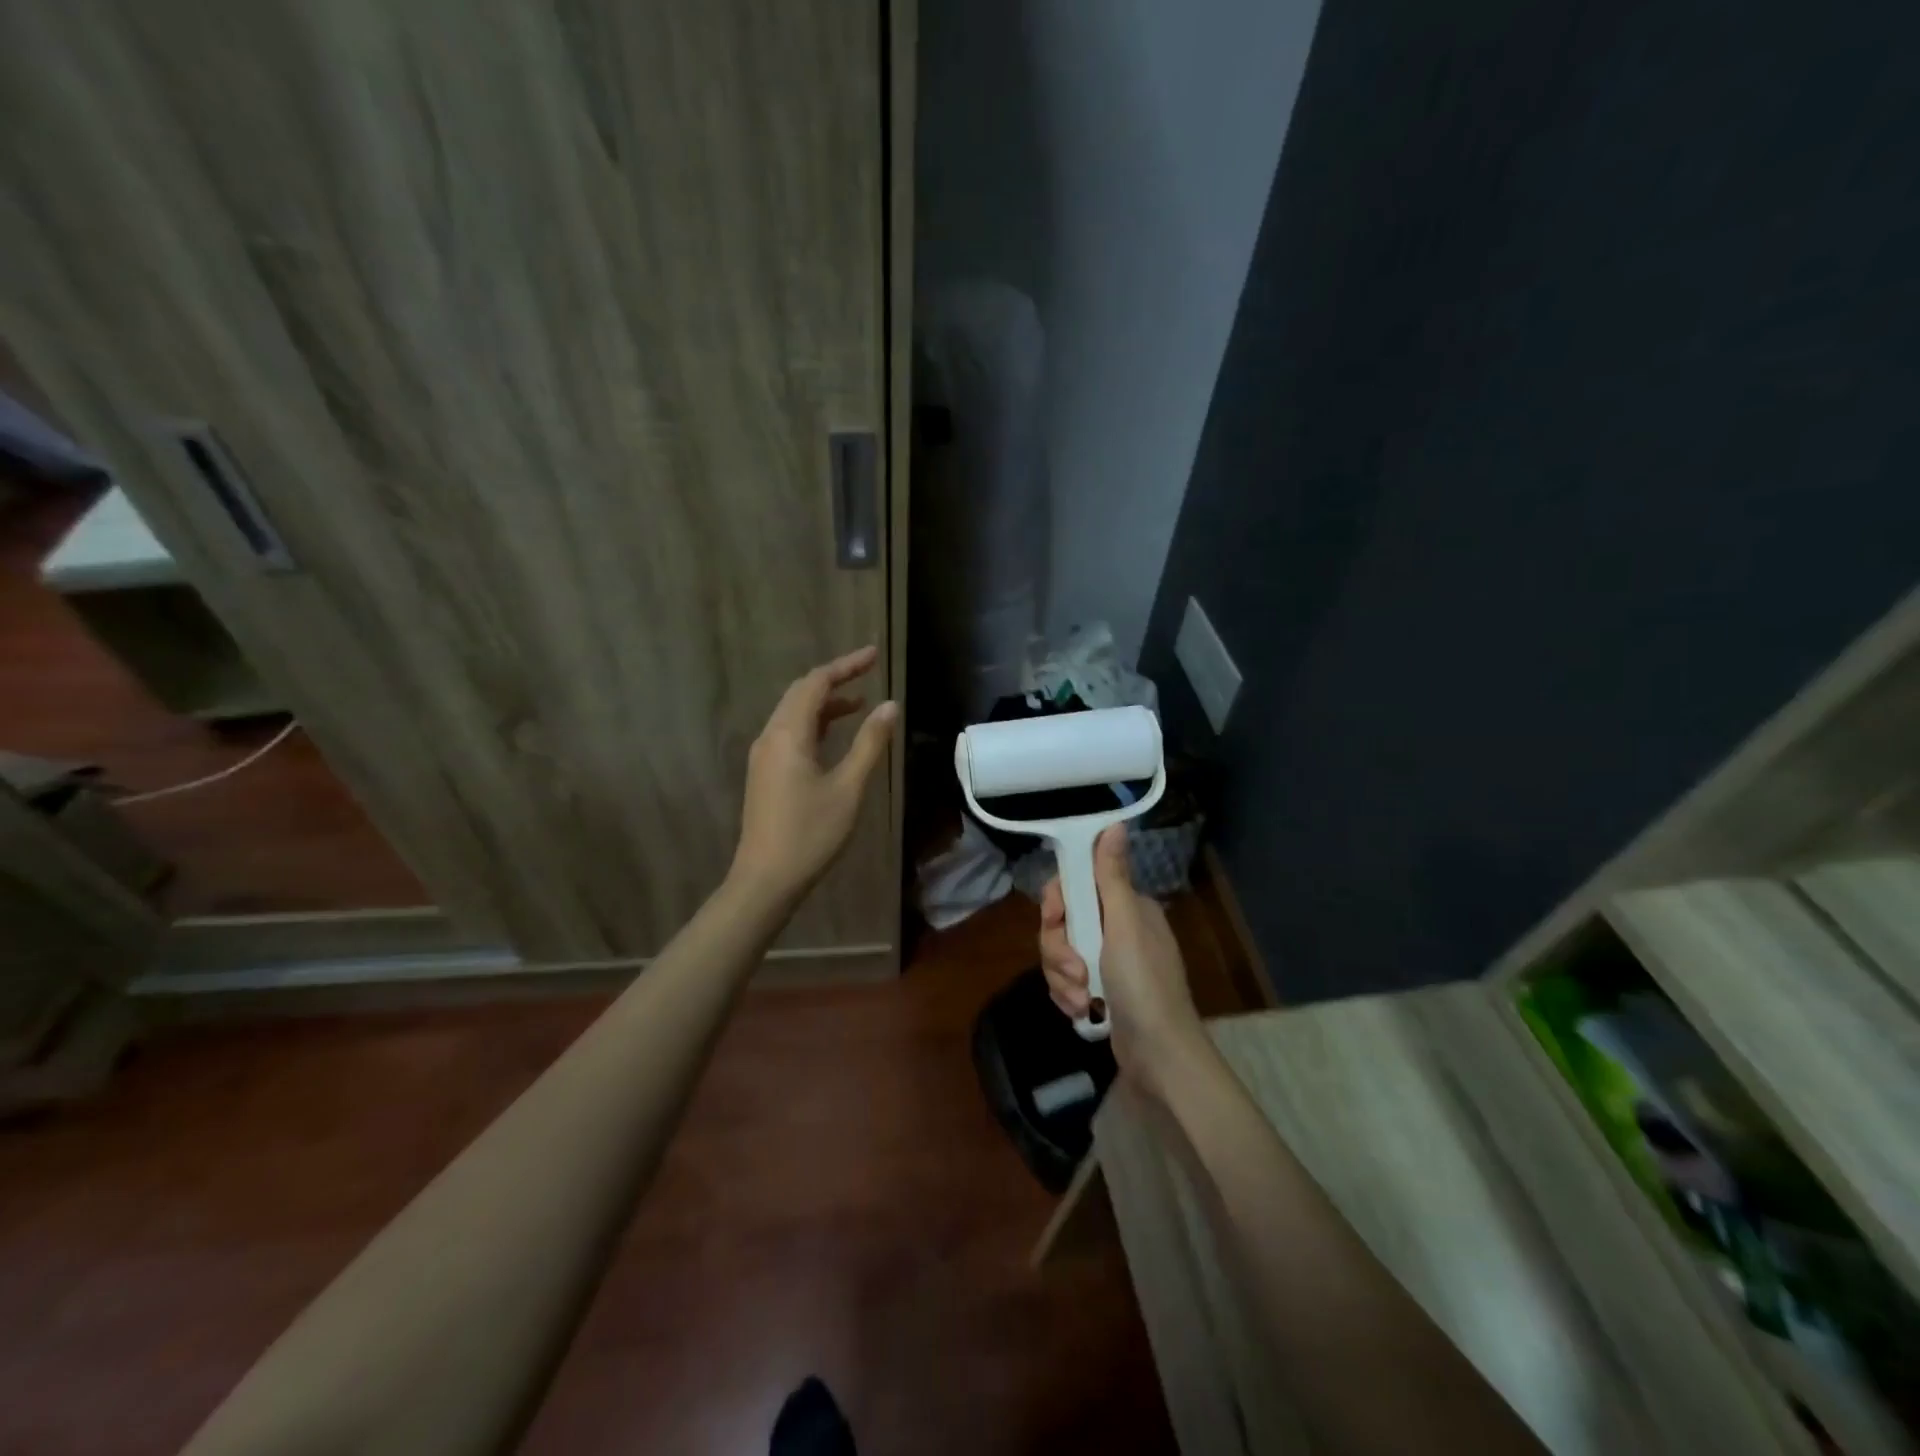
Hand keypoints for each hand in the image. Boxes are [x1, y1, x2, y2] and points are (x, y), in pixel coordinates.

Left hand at [731, 645, 896, 905]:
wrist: (765, 879)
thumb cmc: (811, 833)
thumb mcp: (849, 788)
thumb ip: (869, 743)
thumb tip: (890, 705)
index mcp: (788, 734)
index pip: (816, 683)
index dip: (846, 665)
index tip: (874, 655)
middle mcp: (770, 737)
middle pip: (801, 693)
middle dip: (835, 678)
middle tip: (870, 670)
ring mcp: (764, 756)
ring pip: (794, 714)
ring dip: (825, 703)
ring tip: (861, 702)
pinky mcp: (765, 773)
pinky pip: (790, 733)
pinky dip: (815, 724)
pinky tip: (835, 735)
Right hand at [1039, 825, 1206, 1095]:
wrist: (1159, 1056)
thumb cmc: (1144, 985)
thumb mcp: (1124, 926)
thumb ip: (1112, 876)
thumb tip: (1115, 823)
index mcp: (1125, 907)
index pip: (1076, 885)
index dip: (1059, 902)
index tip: (1056, 919)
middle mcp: (1114, 928)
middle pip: (1062, 922)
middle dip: (1059, 950)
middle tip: (1076, 972)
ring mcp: (1106, 961)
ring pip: (1059, 953)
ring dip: (1063, 978)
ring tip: (1082, 1000)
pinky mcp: (1098, 990)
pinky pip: (1065, 980)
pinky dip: (1068, 996)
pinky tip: (1081, 1012)